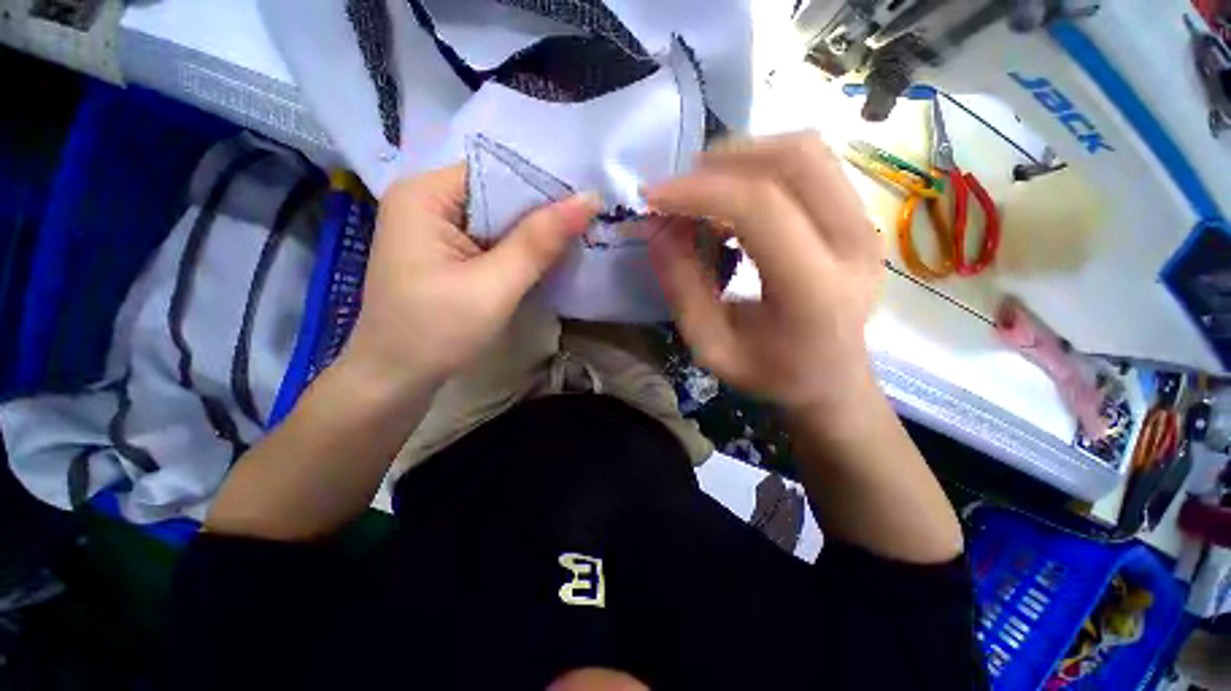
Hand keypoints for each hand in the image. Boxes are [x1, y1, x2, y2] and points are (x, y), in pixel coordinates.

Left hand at [342, 164, 597, 390]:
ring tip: (577, 238)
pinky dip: (519, 251)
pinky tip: (547, 259)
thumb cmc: (436, 332)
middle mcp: (426, 202)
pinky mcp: (445, 255)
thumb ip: (540, 241)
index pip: (497, 171)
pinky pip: (491, 242)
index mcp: (425, 194)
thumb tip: (589, 199)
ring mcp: (434, 230)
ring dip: (534, 235)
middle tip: (591, 222)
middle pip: (498, 194)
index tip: (588, 203)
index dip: (544, 186)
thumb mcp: (494, 286)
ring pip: (498, 221)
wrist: (395, 382)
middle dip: (542, 213)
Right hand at [647, 133, 883, 415]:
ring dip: (744, 159)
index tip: (653, 198)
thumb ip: (682, 288)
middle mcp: (852, 247)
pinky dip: (763, 169)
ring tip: (705, 193)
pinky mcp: (860, 219)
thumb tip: (657, 229)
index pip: (760, 208)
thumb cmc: (770, 373)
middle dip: (724, 161)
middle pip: (795, 159)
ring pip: (807, 152)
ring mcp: (865, 227)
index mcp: (814, 291)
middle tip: (680, 189)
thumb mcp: (711, 346)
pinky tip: (734, 201)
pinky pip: (812, 166)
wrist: (831, 380)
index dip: (699, 192)